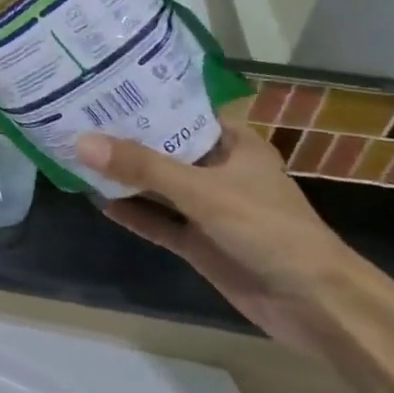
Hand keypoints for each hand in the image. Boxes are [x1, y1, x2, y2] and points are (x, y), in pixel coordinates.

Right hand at [75, 119, 364, 353]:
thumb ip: (142, 167)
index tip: (98, 85)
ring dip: (124, 176)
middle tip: (75, 117)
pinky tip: (97, 201)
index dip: (142, 100)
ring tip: (75, 155)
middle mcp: (219, 170)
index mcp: (234, 143)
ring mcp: (209, 209)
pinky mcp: (201, 243)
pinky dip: (133, 212)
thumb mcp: (202, 191)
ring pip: (157, 185)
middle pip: (163, 148)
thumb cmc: (269, 229)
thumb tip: (80, 142)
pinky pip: (159, 221)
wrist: (318, 307)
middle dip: (124, 138)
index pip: (180, 110)